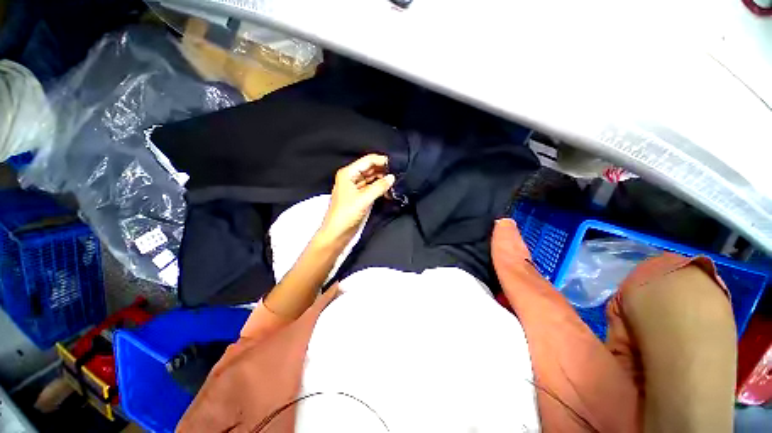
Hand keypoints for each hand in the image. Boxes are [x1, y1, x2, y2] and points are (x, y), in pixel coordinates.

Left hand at [318, 154, 394, 245]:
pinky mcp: (359, 197)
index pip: (368, 160)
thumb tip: (392, 177)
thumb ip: (379, 187)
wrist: (337, 233)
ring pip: (372, 178)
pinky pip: (371, 188)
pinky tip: (389, 191)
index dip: (382, 161)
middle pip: (370, 168)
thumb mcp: (364, 199)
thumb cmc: (346, 214)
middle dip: (384, 170)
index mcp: (348, 173)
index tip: (397, 165)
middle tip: (399, 174)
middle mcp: (351, 177)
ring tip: (396, 182)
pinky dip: (380, 188)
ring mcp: (355, 187)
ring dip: (383, 180)